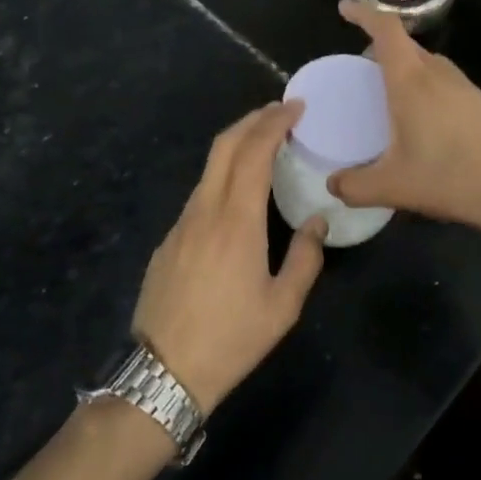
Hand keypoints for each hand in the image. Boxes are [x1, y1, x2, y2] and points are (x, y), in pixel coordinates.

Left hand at [133, 102, 326, 410]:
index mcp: (237, 220)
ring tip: (264, 146)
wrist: (163, 373)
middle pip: (224, 145)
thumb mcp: (282, 306)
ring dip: (236, 146)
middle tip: (280, 112)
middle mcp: (205, 210)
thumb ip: (305, 258)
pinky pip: (199, 194)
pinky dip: (223, 176)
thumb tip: (316, 222)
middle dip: (252, 119)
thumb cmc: (231, 339)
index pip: (254, 151)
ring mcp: (181, 224)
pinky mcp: (167, 241)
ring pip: (209, 168)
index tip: (295, 107)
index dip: (274, 121)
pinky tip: (237, 195)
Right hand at [327, 0, 480, 233]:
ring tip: (388, 93)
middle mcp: (437, 74)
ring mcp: (463, 86)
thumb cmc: (448, 177)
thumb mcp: (392, 187)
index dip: (363, 13)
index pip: (385, 29)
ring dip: (405, 67)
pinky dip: (424, 85)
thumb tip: (333, 185)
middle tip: (360, 69)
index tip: (344, 9)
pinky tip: (422, 117)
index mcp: (411, 81)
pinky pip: (443, 80)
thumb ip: (354, 186)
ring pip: (427, 62)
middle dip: (380, 46)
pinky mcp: (480, 102)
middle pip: (405, 44)